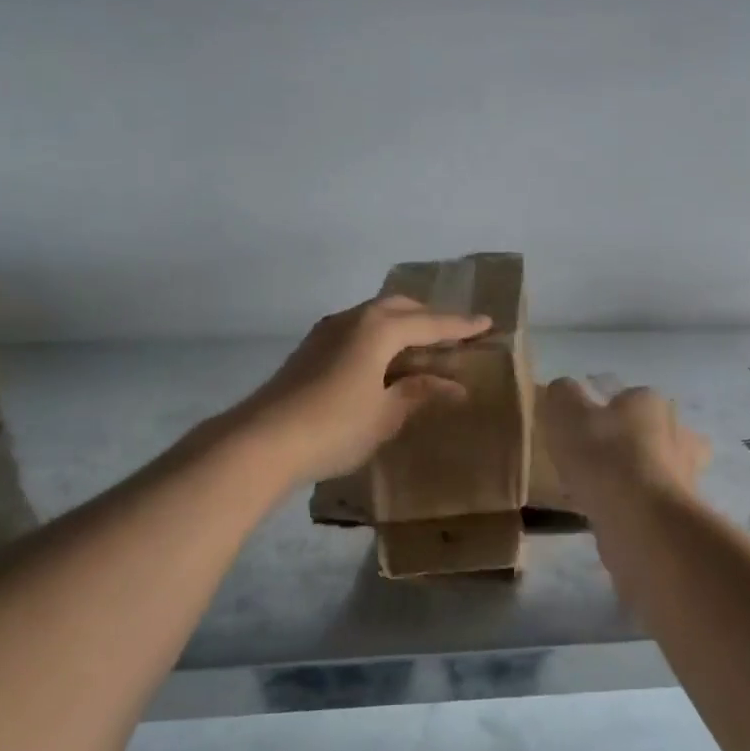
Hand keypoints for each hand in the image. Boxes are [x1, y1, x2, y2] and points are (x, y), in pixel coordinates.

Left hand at [237, 295, 491, 483]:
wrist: (262, 440)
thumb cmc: (335, 426)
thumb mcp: (386, 414)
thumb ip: (418, 392)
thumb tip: (452, 386)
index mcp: (379, 328)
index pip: (430, 323)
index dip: (460, 326)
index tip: (487, 323)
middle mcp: (353, 318)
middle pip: (400, 309)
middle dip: (429, 319)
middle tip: (453, 335)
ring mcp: (327, 331)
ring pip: (375, 317)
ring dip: (402, 328)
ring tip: (422, 348)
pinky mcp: (311, 349)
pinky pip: (358, 332)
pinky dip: (380, 339)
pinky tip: (383, 363)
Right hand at [540, 379, 710, 508]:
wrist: (642, 522)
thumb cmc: (604, 458)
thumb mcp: (566, 414)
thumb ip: (562, 395)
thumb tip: (564, 389)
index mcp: (650, 402)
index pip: (629, 396)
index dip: (605, 410)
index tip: (581, 428)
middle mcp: (677, 432)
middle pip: (652, 431)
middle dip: (630, 441)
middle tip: (595, 457)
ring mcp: (684, 475)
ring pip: (656, 468)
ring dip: (634, 476)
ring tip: (598, 490)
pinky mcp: (680, 513)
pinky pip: (651, 502)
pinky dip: (633, 506)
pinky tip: (607, 515)